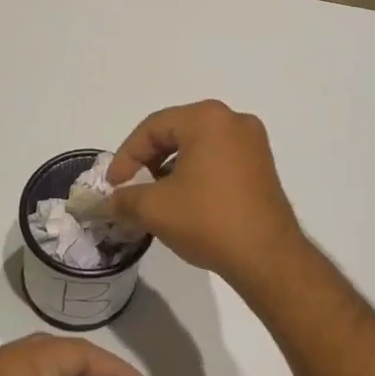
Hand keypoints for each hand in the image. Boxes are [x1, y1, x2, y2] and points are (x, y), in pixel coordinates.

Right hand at [106, 100, 306, 293]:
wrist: (268, 257)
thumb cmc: (209, 220)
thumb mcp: (155, 209)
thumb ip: (125, 199)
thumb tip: (107, 203)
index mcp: (207, 118)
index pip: (153, 127)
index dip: (126, 156)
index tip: (113, 186)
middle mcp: (233, 120)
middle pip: (177, 131)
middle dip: (148, 160)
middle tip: (131, 188)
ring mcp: (253, 142)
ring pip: (198, 145)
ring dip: (171, 167)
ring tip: (156, 198)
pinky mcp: (262, 165)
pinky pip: (219, 158)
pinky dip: (196, 173)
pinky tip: (185, 200)